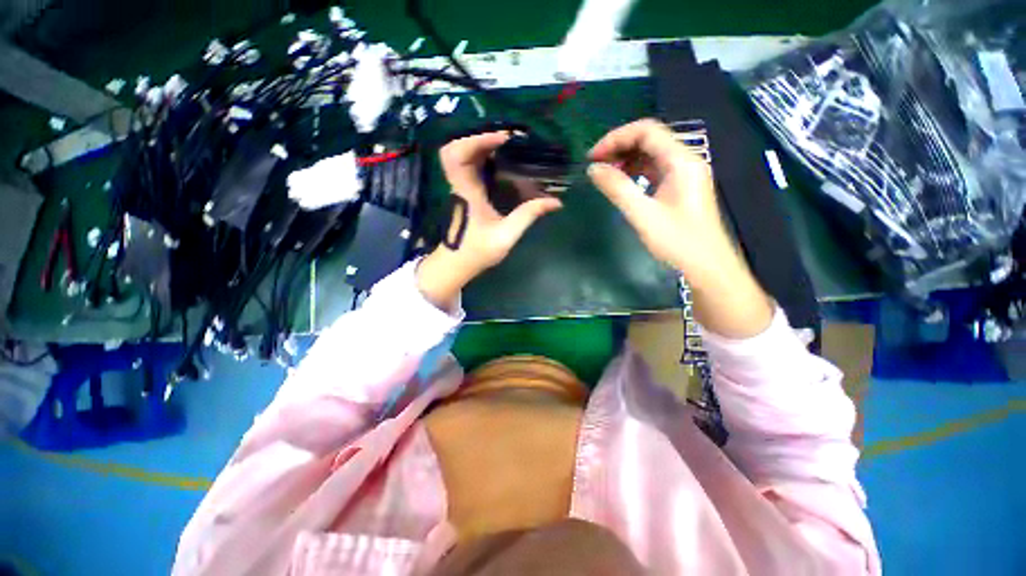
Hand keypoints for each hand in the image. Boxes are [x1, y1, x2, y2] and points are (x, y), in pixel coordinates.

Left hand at [418, 132, 562, 310]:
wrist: (456, 264)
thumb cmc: (477, 252)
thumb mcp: (506, 236)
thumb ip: (528, 216)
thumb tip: (555, 202)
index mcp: (466, 192)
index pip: (456, 156)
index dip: (476, 140)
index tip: (502, 140)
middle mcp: (459, 185)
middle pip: (457, 149)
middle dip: (481, 139)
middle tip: (509, 142)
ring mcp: (460, 188)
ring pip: (462, 156)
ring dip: (482, 147)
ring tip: (508, 148)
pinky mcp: (465, 193)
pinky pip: (470, 167)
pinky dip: (483, 159)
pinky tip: (502, 164)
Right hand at [588, 119, 772, 337]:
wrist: (707, 266)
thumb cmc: (678, 241)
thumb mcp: (643, 214)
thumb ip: (617, 188)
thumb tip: (593, 168)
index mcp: (681, 161)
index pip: (646, 131)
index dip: (616, 138)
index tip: (593, 156)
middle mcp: (685, 160)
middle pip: (649, 139)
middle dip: (619, 147)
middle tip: (595, 165)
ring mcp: (683, 174)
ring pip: (651, 155)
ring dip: (626, 159)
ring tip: (604, 174)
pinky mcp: (679, 187)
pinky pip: (654, 170)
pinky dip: (635, 172)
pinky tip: (621, 183)